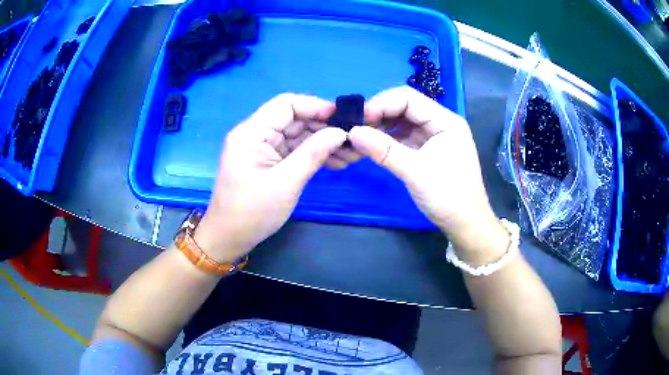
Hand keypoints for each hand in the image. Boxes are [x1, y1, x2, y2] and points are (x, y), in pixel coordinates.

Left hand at [194, 93, 350, 262]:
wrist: (229, 238)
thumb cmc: (252, 212)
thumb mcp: (286, 182)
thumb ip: (313, 153)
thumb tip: (341, 132)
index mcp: (252, 132)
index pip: (286, 104)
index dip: (316, 106)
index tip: (342, 118)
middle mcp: (256, 134)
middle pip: (295, 119)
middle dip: (324, 127)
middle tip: (353, 140)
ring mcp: (262, 148)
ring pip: (298, 135)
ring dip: (323, 142)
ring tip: (351, 155)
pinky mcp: (269, 161)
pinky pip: (294, 150)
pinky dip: (314, 154)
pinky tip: (336, 162)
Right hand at [349, 86, 506, 258]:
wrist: (465, 225)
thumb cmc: (449, 197)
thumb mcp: (416, 172)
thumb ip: (384, 150)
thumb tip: (352, 132)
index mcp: (446, 121)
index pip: (409, 98)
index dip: (381, 103)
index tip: (359, 120)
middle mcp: (440, 123)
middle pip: (404, 107)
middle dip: (379, 114)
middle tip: (355, 128)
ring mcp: (433, 136)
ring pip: (402, 122)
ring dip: (381, 127)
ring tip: (360, 137)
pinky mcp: (427, 150)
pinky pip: (403, 137)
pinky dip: (387, 139)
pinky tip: (372, 145)